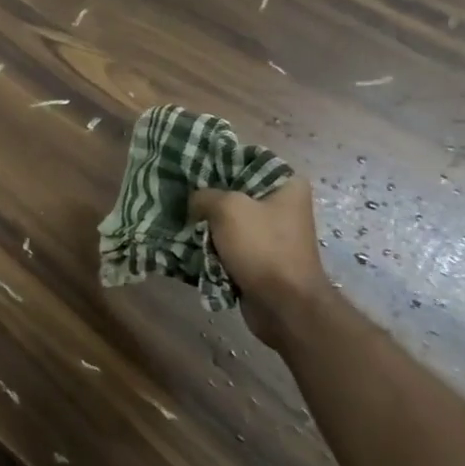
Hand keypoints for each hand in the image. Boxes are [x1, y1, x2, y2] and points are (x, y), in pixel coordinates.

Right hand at [191, 175, 331, 353]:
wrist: (284, 306)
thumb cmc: (262, 247)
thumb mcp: (227, 208)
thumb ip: (203, 195)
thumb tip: (194, 203)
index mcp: (286, 184)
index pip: (244, 159)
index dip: (215, 161)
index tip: (188, 167)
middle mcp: (282, 204)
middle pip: (234, 190)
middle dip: (206, 195)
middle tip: (179, 194)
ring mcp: (271, 233)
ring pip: (228, 219)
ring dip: (205, 223)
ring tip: (178, 218)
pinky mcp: (260, 257)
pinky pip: (229, 242)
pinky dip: (211, 244)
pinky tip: (188, 242)